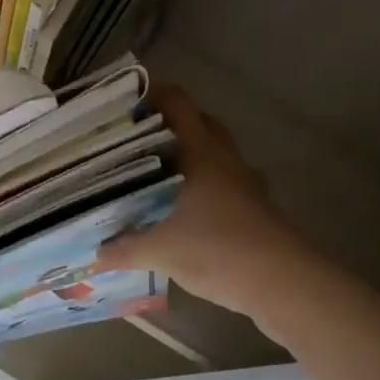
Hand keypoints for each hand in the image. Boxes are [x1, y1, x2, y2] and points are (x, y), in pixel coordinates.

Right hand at [96, 85, 313, 321]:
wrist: (286, 285)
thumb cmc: (221, 251)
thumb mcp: (162, 252)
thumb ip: (124, 250)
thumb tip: (93, 255)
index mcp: (201, 152)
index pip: (177, 103)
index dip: (152, 95)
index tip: (124, 107)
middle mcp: (225, 159)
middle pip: (199, 123)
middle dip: (168, 126)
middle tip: (135, 142)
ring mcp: (246, 183)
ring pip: (216, 154)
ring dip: (190, 157)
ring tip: (156, 175)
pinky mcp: (257, 208)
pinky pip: (226, 185)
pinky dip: (205, 189)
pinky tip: (186, 212)